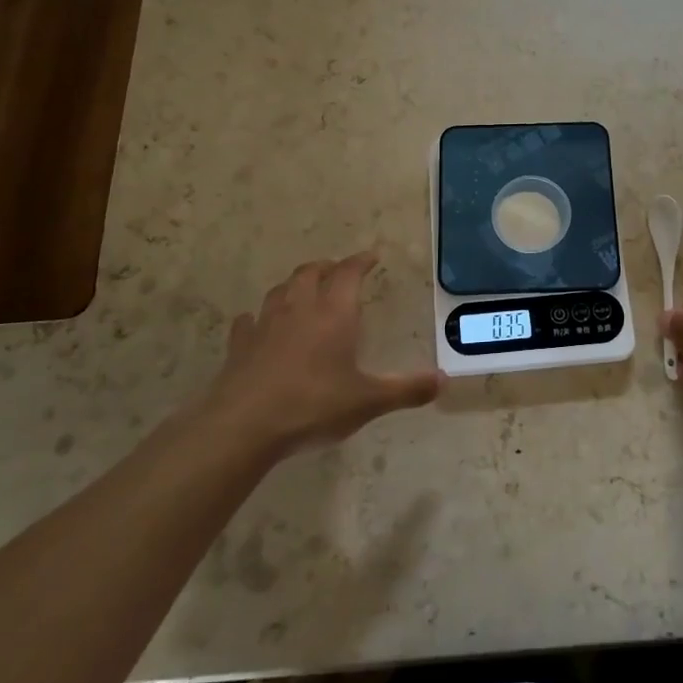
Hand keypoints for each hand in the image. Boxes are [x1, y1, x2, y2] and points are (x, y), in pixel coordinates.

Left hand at [204, 252, 441, 458]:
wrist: (244, 426)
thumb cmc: (313, 405)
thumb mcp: (368, 401)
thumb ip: (406, 389)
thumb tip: (443, 380)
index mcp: (334, 312)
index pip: (349, 272)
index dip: (361, 261)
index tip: (371, 257)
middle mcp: (299, 308)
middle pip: (311, 272)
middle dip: (327, 267)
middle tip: (338, 272)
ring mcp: (265, 324)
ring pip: (280, 290)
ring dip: (294, 285)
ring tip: (303, 292)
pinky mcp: (240, 345)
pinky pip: (248, 321)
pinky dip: (258, 318)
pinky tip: (258, 325)